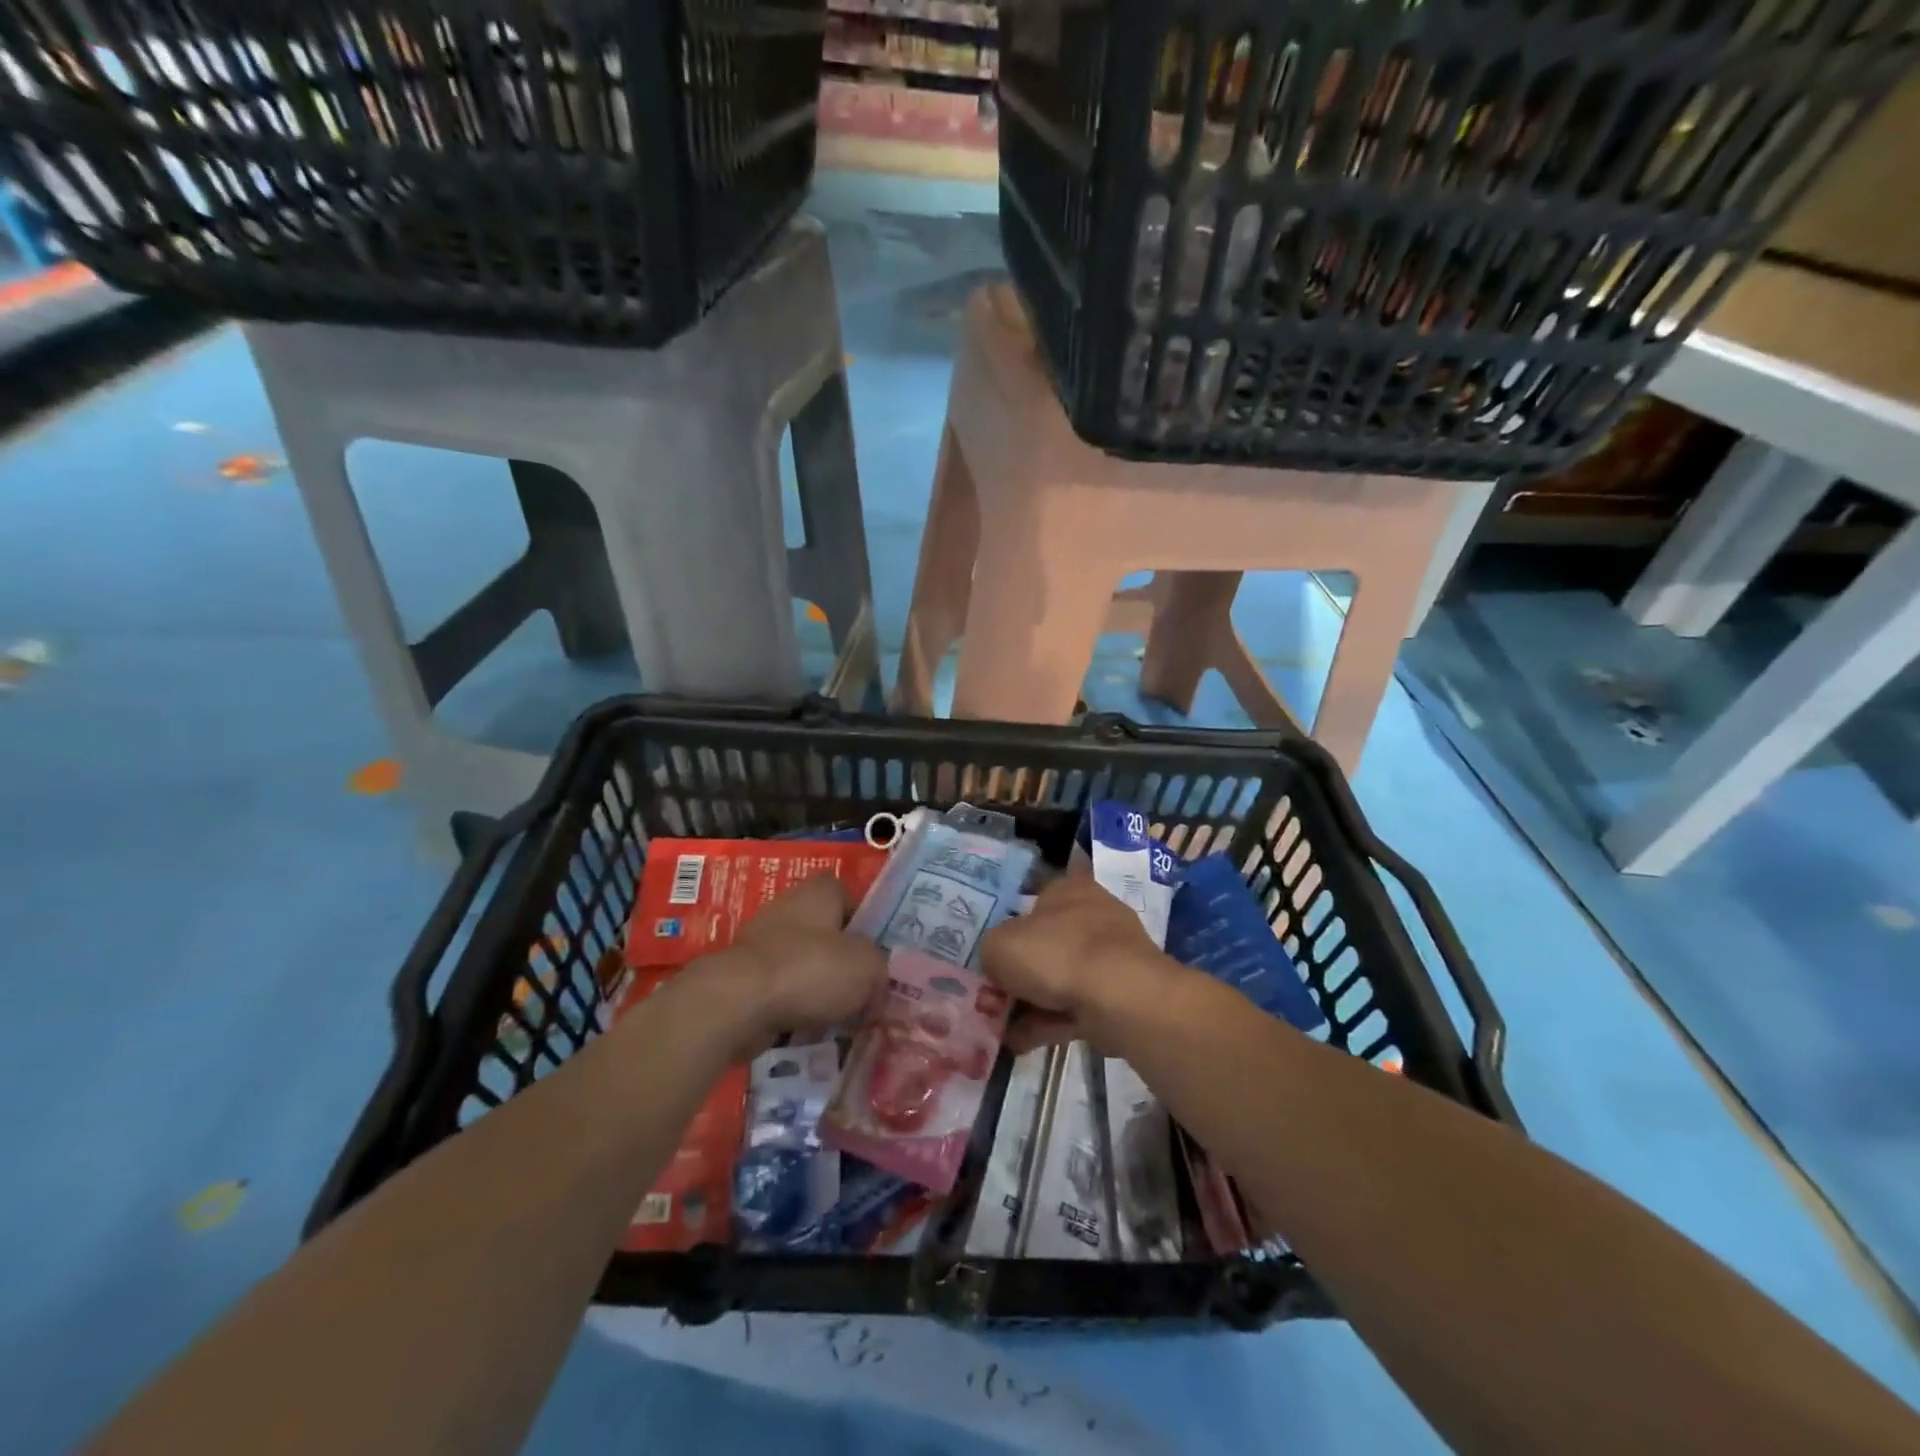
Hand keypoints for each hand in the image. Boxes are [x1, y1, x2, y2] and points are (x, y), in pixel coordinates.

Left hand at [718, 874, 886, 1053]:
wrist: (738, 1002)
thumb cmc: (811, 970)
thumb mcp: (868, 966)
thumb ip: (880, 966)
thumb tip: (875, 975)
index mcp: (819, 891)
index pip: (849, 896)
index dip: (865, 923)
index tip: (877, 953)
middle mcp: (788, 907)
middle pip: (825, 932)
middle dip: (842, 960)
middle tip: (863, 990)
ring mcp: (761, 941)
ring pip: (802, 963)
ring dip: (818, 987)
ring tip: (839, 1017)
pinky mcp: (743, 975)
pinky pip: (779, 989)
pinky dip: (792, 1005)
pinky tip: (808, 1028)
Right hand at [979, 873, 1188, 1054]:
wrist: (1120, 997)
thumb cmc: (1056, 954)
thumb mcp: (999, 946)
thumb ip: (991, 949)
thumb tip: (996, 961)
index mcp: (1067, 888)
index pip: (1038, 891)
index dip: (1014, 915)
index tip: (996, 942)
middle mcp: (1092, 913)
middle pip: (1049, 938)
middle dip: (1023, 966)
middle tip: (993, 990)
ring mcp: (1111, 955)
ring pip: (1062, 975)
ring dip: (1033, 1001)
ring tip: (1001, 1026)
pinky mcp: (1121, 992)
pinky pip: (1076, 1005)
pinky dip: (1051, 1022)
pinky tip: (1021, 1042)